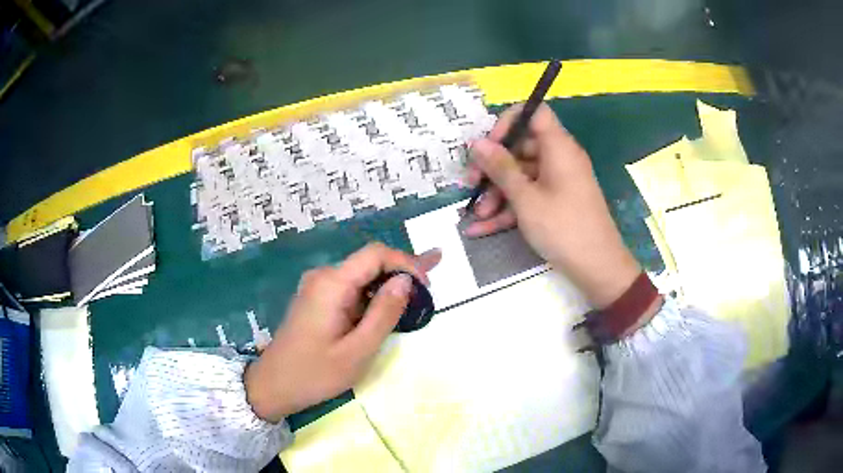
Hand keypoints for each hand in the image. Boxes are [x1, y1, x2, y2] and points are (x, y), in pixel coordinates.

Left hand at [245, 243, 440, 422]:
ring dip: (389, 284)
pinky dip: (373, 295)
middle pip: (369, 262)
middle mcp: (323, 277)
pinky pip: (350, 289)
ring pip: (362, 276)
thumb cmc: (314, 374)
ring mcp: (318, 287)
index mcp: (331, 284)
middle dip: (402, 271)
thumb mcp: (357, 351)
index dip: (406, 263)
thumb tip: (406, 281)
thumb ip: (383, 314)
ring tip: (419, 294)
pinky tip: (391, 302)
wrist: (273, 385)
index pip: (375, 254)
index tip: (427, 287)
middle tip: (432, 286)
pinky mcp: (317, 299)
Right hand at [465, 103, 640, 308]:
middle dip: (493, 167)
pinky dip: (508, 209)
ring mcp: (558, 182)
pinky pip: (529, 196)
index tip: (489, 145)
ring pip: (521, 176)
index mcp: (558, 147)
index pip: (534, 113)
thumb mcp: (526, 198)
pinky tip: (482, 228)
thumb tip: (477, 143)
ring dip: (497, 193)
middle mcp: (559, 158)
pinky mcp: (556, 202)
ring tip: (475, 215)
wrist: (598, 268)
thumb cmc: (563, 228)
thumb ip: (500, 168)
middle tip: (471, 184)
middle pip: (521, 147)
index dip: (508, 122)